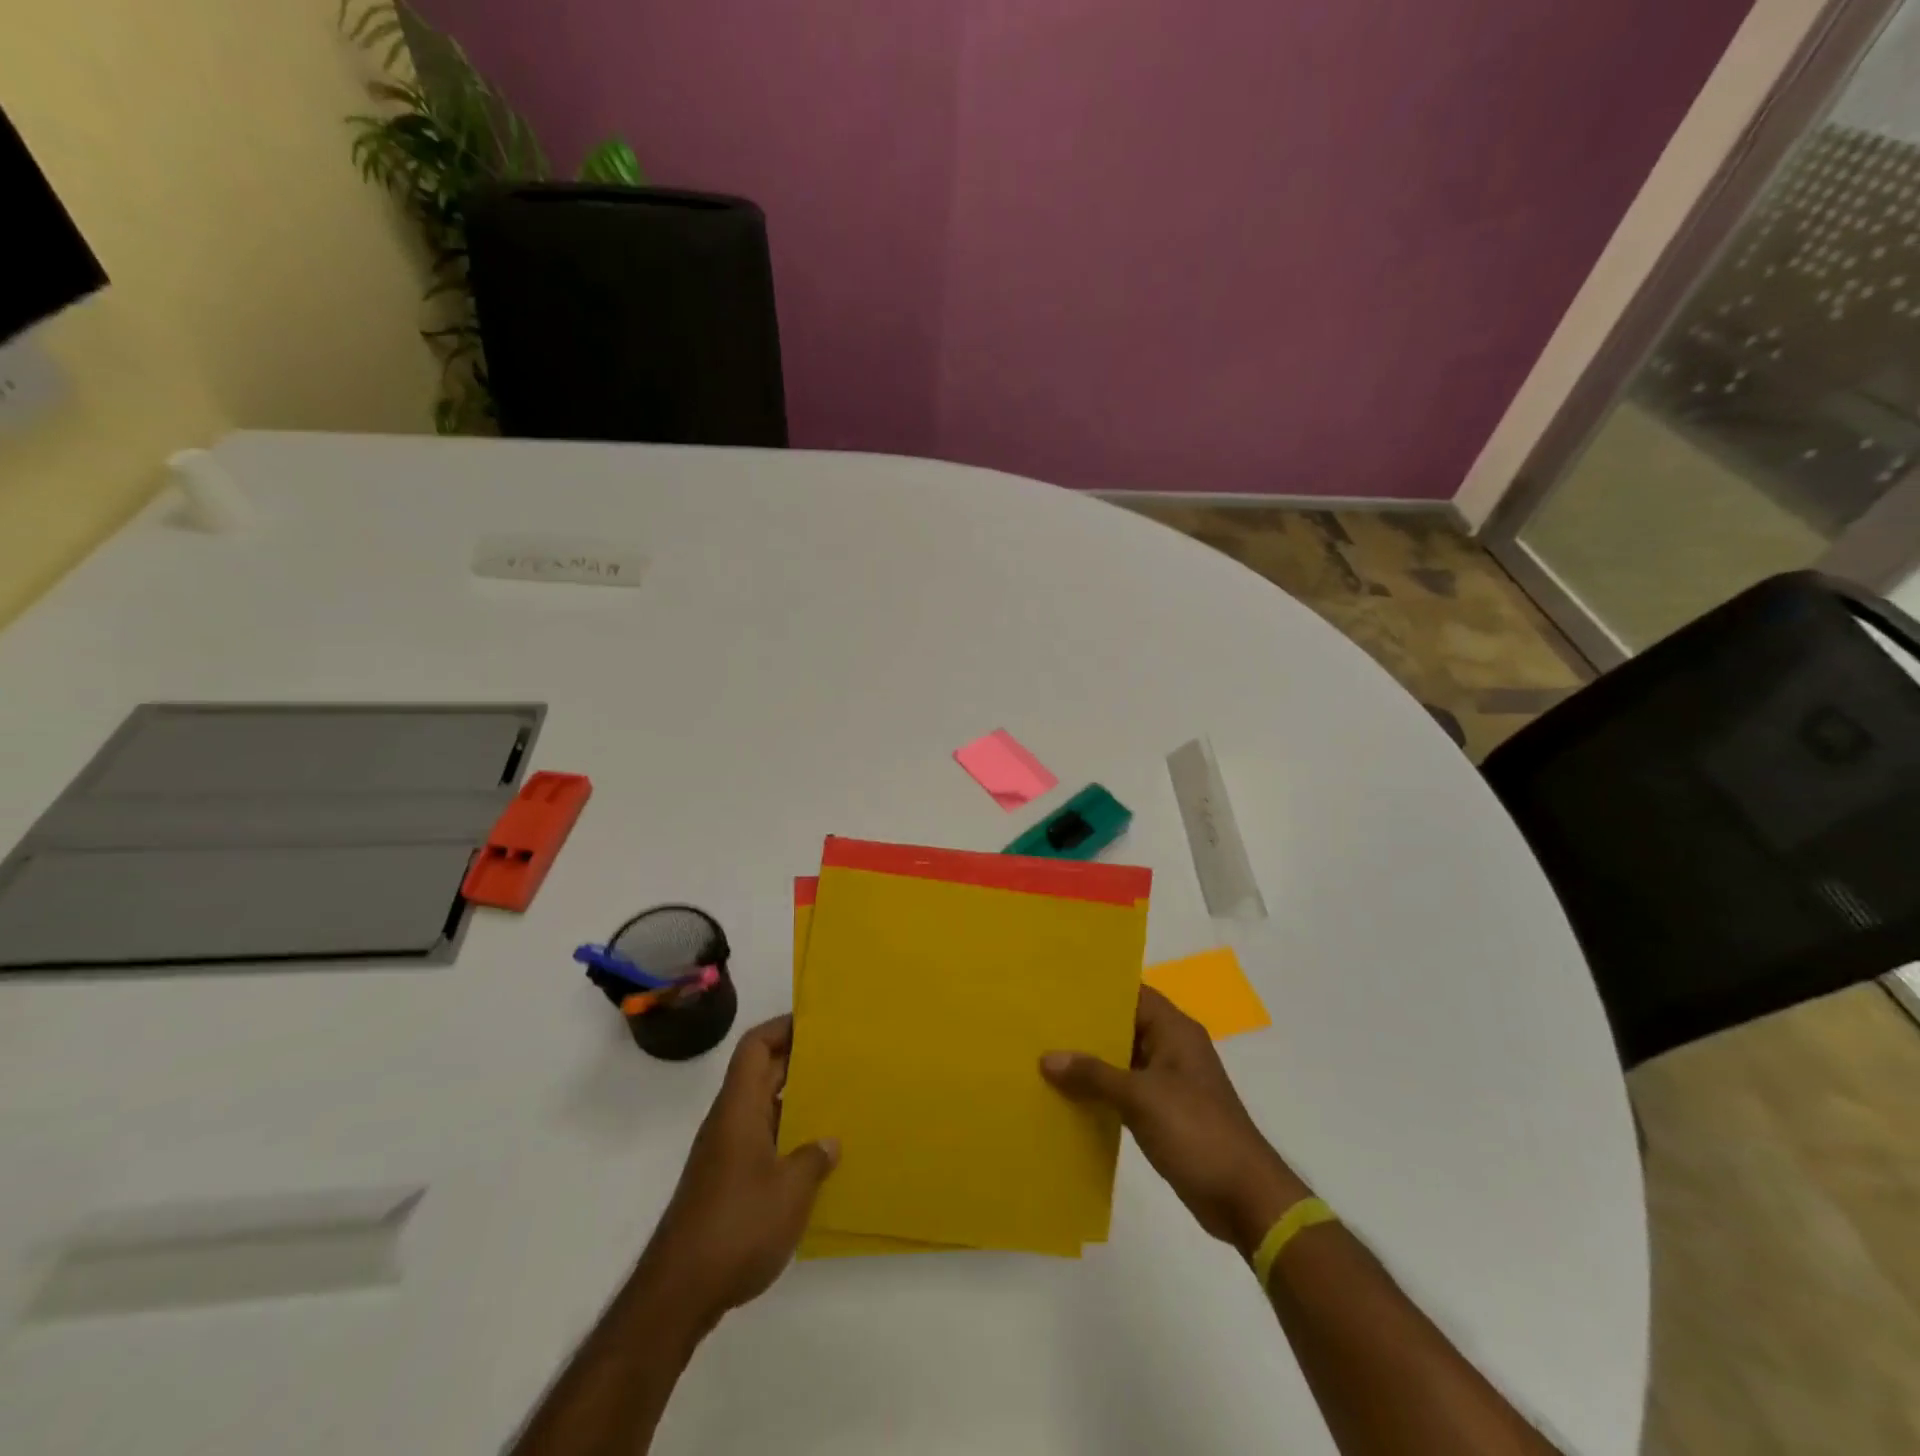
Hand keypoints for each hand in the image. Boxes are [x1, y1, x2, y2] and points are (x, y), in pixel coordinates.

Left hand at [636, 1016, 838, 1334]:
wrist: (678, 1294)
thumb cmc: (736, 1226)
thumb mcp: (790, 1191)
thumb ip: (813, 1158)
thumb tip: (828, 1141)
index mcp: (739, 1109)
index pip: (754, 1047)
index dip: (782, 1027)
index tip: (817, 1024)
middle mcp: (729, 1122)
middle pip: (761, 1074)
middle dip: (798, 1061)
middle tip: (841, 1059)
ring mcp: (725, 1154)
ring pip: (763, 1109)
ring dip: (795, 1102)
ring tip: (838, 1103)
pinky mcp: (726, 1184)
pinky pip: (761, 1141)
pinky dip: (787, 1137)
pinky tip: (816, 1158)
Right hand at [1042, 987, 1309, 1255]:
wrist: (1244, 1198)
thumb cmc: (1196, 1131)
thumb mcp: (1140, 1097)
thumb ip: (1093, 1075)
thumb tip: (1046, 1058)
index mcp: (1174, 1031)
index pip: (1132, 993)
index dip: (1098, 989)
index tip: (1058, 987)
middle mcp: (1172, 1048)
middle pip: (1123, 1026)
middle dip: (1086, 1027)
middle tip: (1041, 1021)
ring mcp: (1169, 1083)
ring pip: (1121, 1060)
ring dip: (1090, 1063)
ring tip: (1043, 1055)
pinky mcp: (1164, 1113)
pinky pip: (1124, 1091)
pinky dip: (1100, 1092)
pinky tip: (1066, 1095)